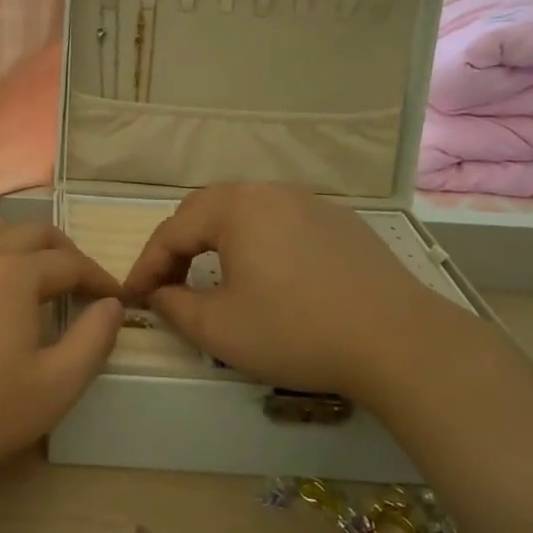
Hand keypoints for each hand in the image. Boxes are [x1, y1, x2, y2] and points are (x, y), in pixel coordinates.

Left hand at [0, 220, 123, 493]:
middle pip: (30, 232)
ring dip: (22, 247)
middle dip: (63, 252)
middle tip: (80, 284)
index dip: (98, 278)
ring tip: (36, 281)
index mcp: (14, 272)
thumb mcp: (56, 386)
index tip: (114, 299)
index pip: (70, 262)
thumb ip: (94, 339)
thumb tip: (111, 304)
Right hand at [120, 182, 477, 403]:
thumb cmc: (296, 331)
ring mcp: (310, 203)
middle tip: (167, 284)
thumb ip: (174, 307)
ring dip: (217, 243)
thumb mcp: (219, 329)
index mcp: (235, 207)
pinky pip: (281, 223)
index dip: (146, 266)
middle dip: (179, 247)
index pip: (172, 231)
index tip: (132, 297)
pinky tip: (267, 277)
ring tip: (211, 279)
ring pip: (245, 214)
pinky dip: (257, 244)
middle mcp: (269, 191)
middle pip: (205, 211)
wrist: (399, 341)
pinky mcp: (340, 222)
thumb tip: (158, 295)